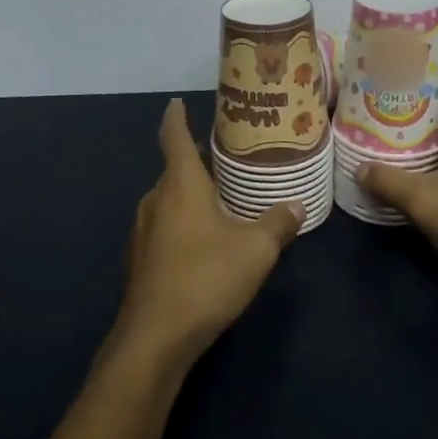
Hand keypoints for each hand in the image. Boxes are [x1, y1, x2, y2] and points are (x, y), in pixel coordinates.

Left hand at [114, 98, 302, 370]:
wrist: (156, 336)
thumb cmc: (206, 278)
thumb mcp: (255, 250)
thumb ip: (278, 224)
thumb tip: (298, 205)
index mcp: (180, 185)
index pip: (174, 137)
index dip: (176, 117)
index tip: (176, 102)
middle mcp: (155, 200)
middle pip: (174, 171)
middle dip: (196, 164)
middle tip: (226, 161)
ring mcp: (142, 231)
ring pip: (168, 202)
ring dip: (189, 197)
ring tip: (220, 202)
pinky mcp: (139, 259)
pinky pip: (163, 228)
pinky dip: (181, 224)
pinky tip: (202, 244)